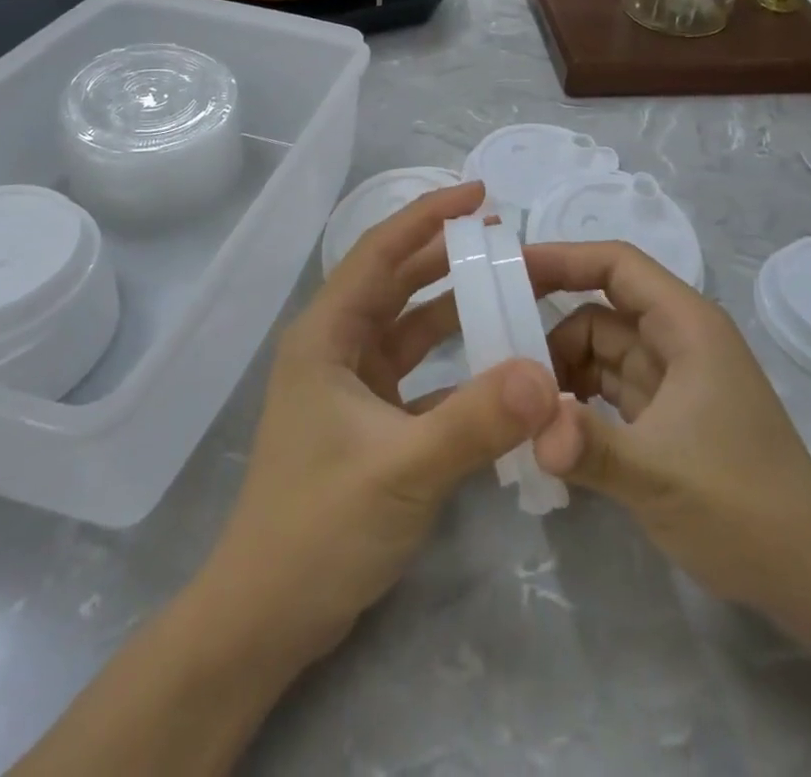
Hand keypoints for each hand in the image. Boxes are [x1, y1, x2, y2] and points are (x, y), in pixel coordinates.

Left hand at [204, 182, 559, 661]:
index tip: (478, 193)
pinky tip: (500, 367)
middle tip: (506, 237)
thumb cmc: (319, 528)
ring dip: (456, 308)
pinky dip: (457, 365)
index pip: (380, 251)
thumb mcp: (403, 469)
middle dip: (447, 255)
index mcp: (327, 334)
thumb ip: (476, 420)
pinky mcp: (369, 421)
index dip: (427, 215)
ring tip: (511, 289)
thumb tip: (545, 374)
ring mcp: (352, 385)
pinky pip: (420, 375)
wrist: (265, 617)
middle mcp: (336, 347)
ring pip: (411, 327)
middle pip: (397, 282)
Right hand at [525, 242, 810, 616]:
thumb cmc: (745, 509)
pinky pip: (607, 389)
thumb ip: (590, 447)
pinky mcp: (666, 415)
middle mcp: (679, 341)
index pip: (617, 265)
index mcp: (687, 327)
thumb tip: (529, 428)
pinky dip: (576, 401)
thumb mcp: (660, 476)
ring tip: (518, 404)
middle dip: (549, 331)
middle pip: (599, 311)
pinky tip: (548, 429)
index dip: (562, 258)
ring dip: (560, 372)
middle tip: (498, 360)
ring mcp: (673, 379)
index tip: (508, 270)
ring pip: (599, 352)